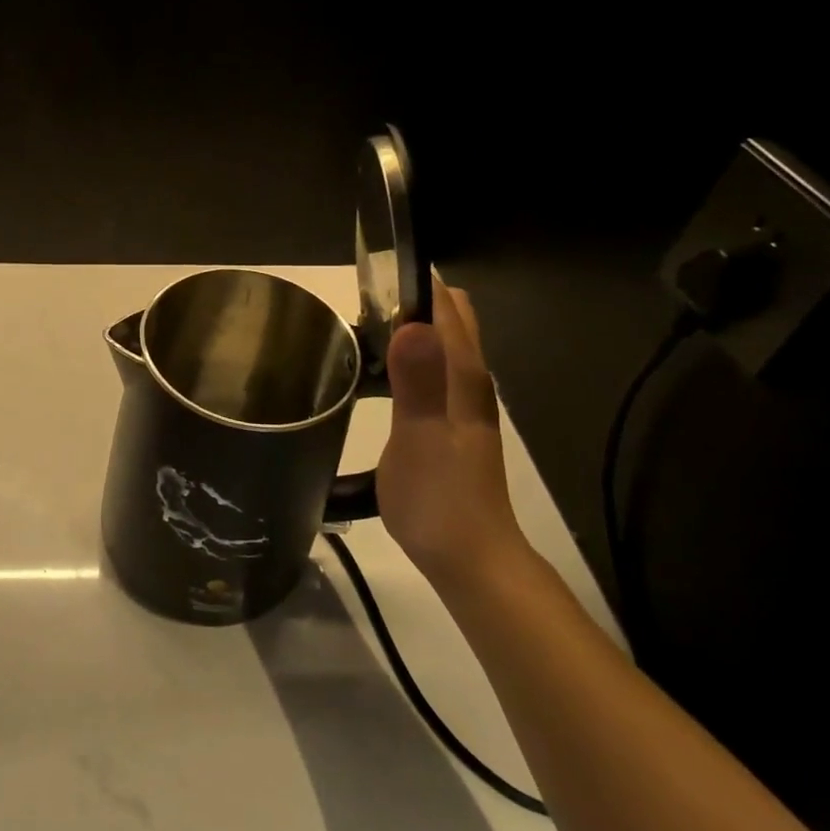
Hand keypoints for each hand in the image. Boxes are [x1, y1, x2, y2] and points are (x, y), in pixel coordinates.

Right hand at [377, 283, 528, 588]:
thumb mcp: (419, 438)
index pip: (447, 309)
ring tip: (360, 326)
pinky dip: (408, 356)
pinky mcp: (449, 424)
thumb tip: (412, 323)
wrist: (469, 559)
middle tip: (361, 302)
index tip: (373, 271)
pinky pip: (431, 371)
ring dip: (410, 326)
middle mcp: (469, 383)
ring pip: (442, 345)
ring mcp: (461, 405)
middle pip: (451, 321)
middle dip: (413, 299)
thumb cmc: (439, 498)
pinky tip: (378, 371)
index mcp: (463, 377)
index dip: (416, 283)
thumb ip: (417, 382)